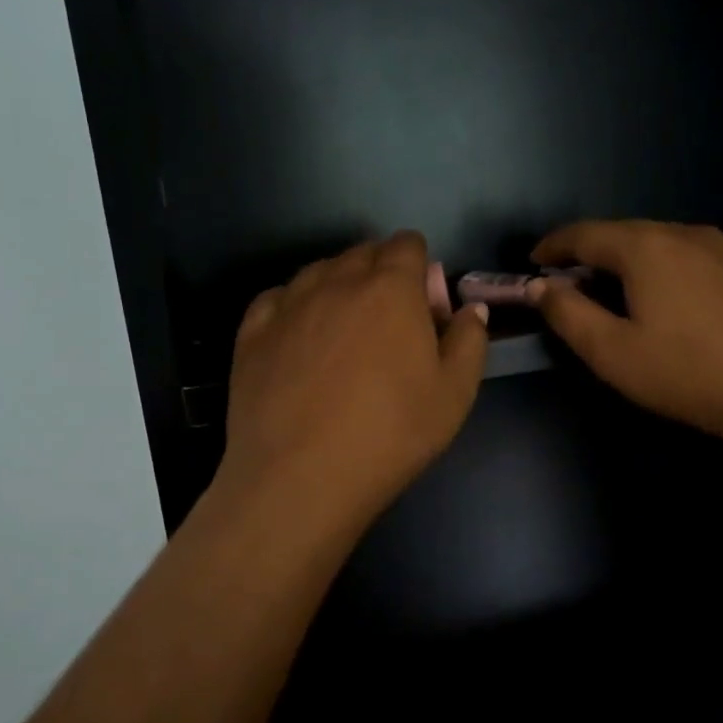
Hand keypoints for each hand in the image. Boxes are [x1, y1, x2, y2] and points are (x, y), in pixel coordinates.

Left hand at [220, 232, 489, 531]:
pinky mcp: (252, 331)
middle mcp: (337, 281)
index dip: (420, 267)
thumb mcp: (455, 394)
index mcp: (391, 288)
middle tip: (388, 324)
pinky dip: (294, 307)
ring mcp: (289, 303)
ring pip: (319, 271)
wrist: (301, 477)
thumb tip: (469, 310)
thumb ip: (469, 341)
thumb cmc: (390, 434)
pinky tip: (299, 338)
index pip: (407, 245)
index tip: (422, 306)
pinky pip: (278, 298)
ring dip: (338, 287)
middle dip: (380, 273)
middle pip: (363, 253)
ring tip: (343, 333)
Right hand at [529, 220, 722, 460]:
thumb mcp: (613, 352)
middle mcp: (683, 233)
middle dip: (587, 254)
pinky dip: (657, 268)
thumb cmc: (689, 373)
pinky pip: (684, 256)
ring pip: (655, 243)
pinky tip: (659, 299)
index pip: (584, 233)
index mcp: (646, 247)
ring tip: (608, 292)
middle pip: (621, 233)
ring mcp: (721, 247)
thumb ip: (568, 314)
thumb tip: (539, 287)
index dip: (552, 246)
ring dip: (623, 261)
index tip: (532, 263)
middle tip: (565, 283)